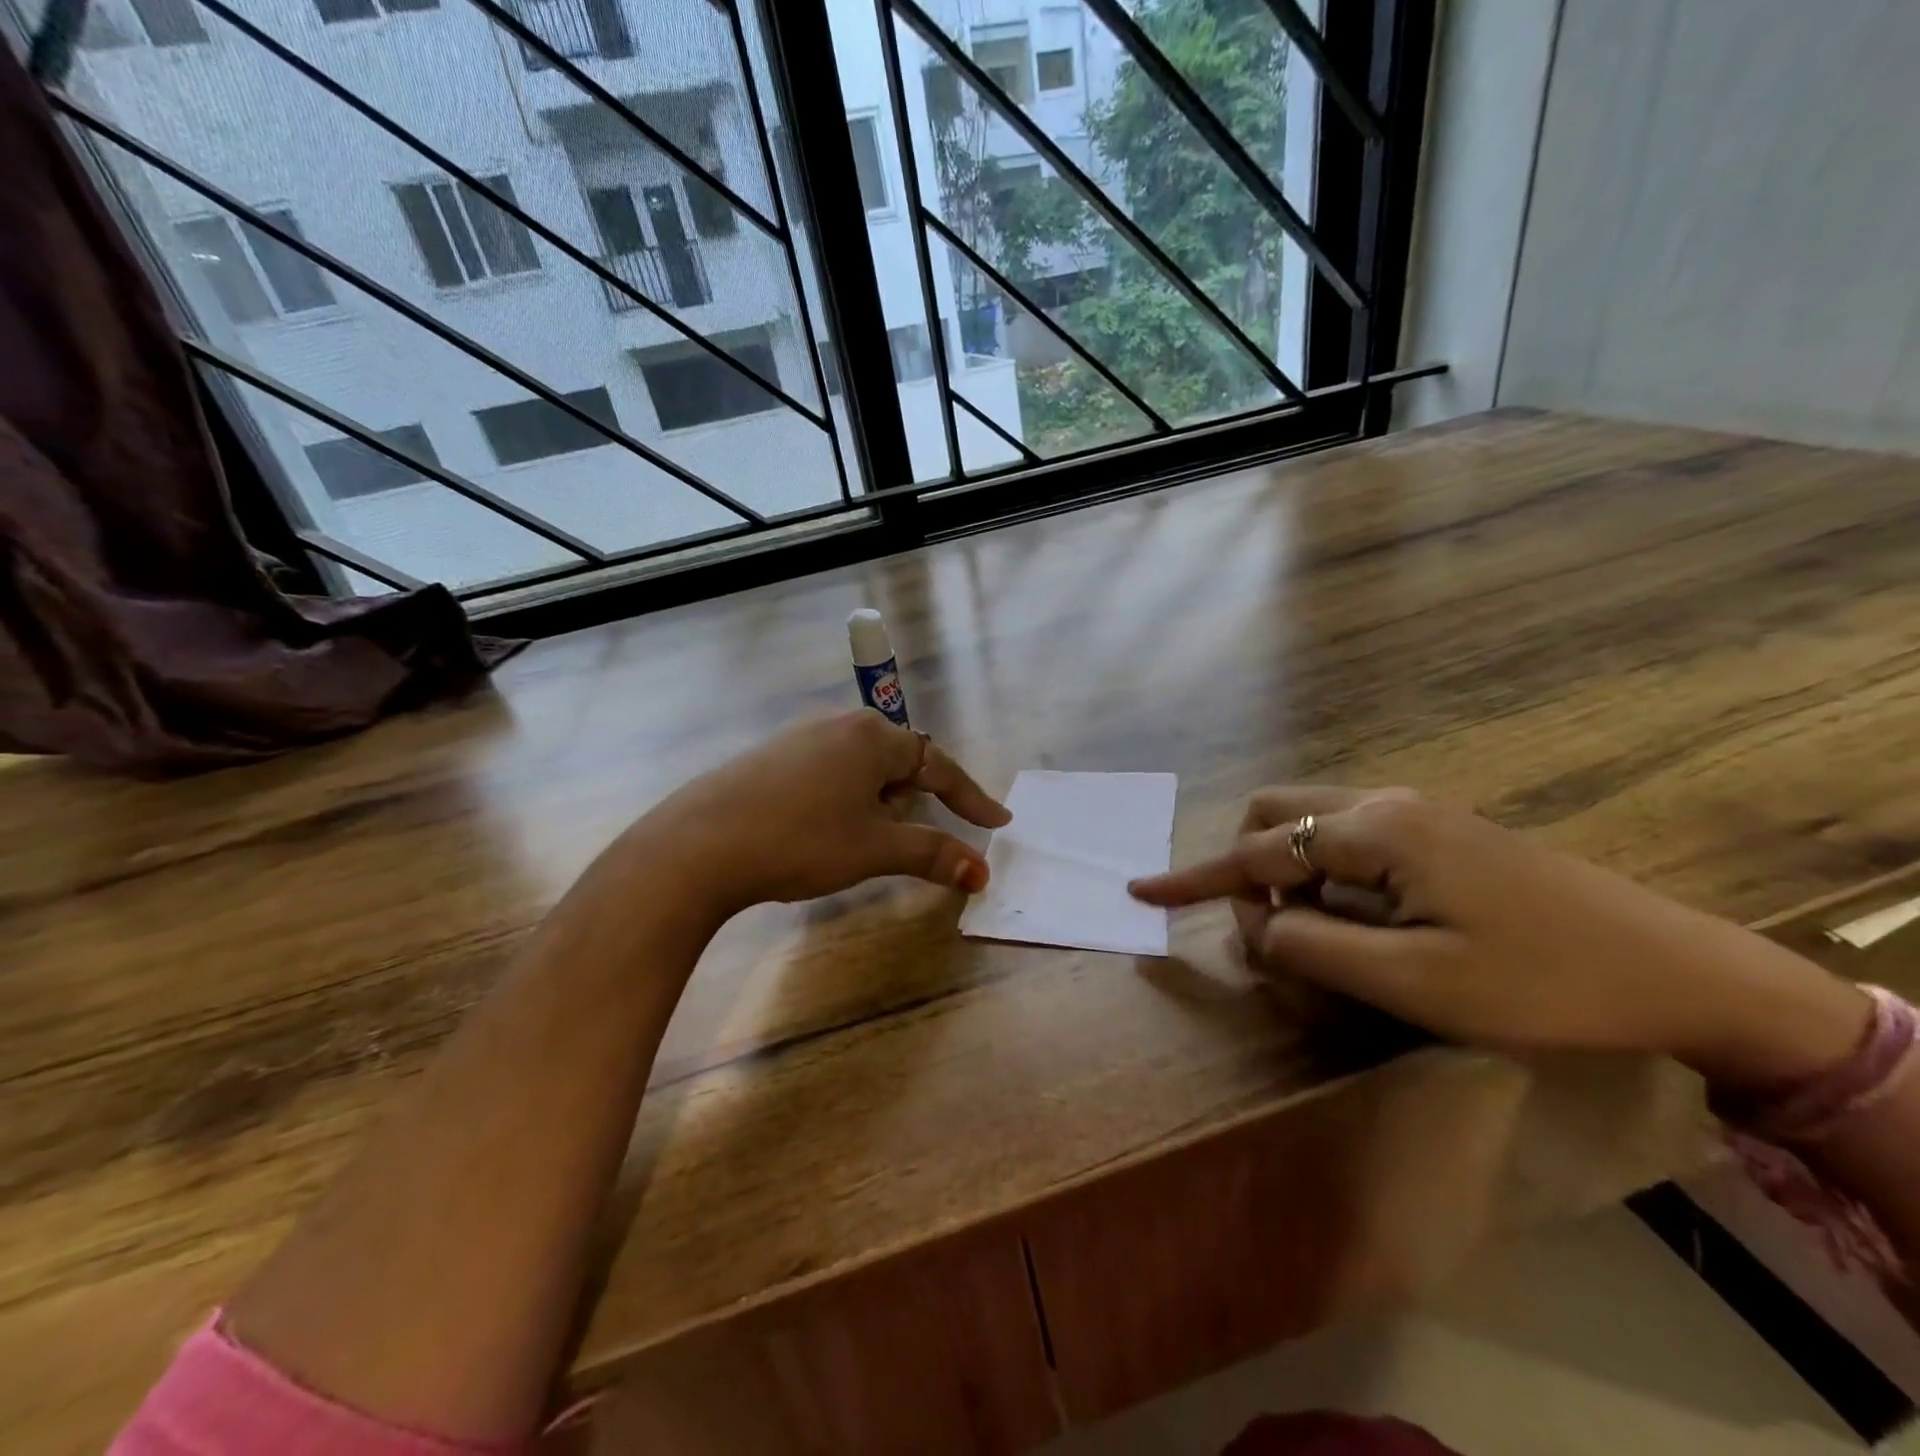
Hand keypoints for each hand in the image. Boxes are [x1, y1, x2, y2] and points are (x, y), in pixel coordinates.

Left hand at [634, 711, 1009, 916]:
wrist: (699, 845)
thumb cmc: (801, 840)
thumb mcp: (875, 849)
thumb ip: (933, 854)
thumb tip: (982, 872)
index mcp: (873, 737)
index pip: (938, 766)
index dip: (970, 797)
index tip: (997, 820)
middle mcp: (840, 725)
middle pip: (899, 761)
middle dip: (918, 798)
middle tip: (925, 833)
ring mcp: (801, 737)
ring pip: (861, 767)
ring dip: (880, 801)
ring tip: (872, 838)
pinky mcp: (771, 757)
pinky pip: (829, 772)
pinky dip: (846, 799)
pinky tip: (825, 828)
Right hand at [1130, 787, 1869, 1083]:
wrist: (1678, 970)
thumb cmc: (1540, 981)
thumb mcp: (1412, 981)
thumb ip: (1312, 947)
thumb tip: (1253, 928)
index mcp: (1374, 829)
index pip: (1257, 852)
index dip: (1195, 878)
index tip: (1140, 891)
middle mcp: (1385, 803)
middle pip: (1275, 814)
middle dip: (1250, 868)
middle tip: (1275, 933)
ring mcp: (1415, 812)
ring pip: (1311, 824)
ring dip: (1290, 874)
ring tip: (1322, 936)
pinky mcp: (1438, 832)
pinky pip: (1349, 838)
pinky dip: (1327, 875)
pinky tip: (1365, 920)